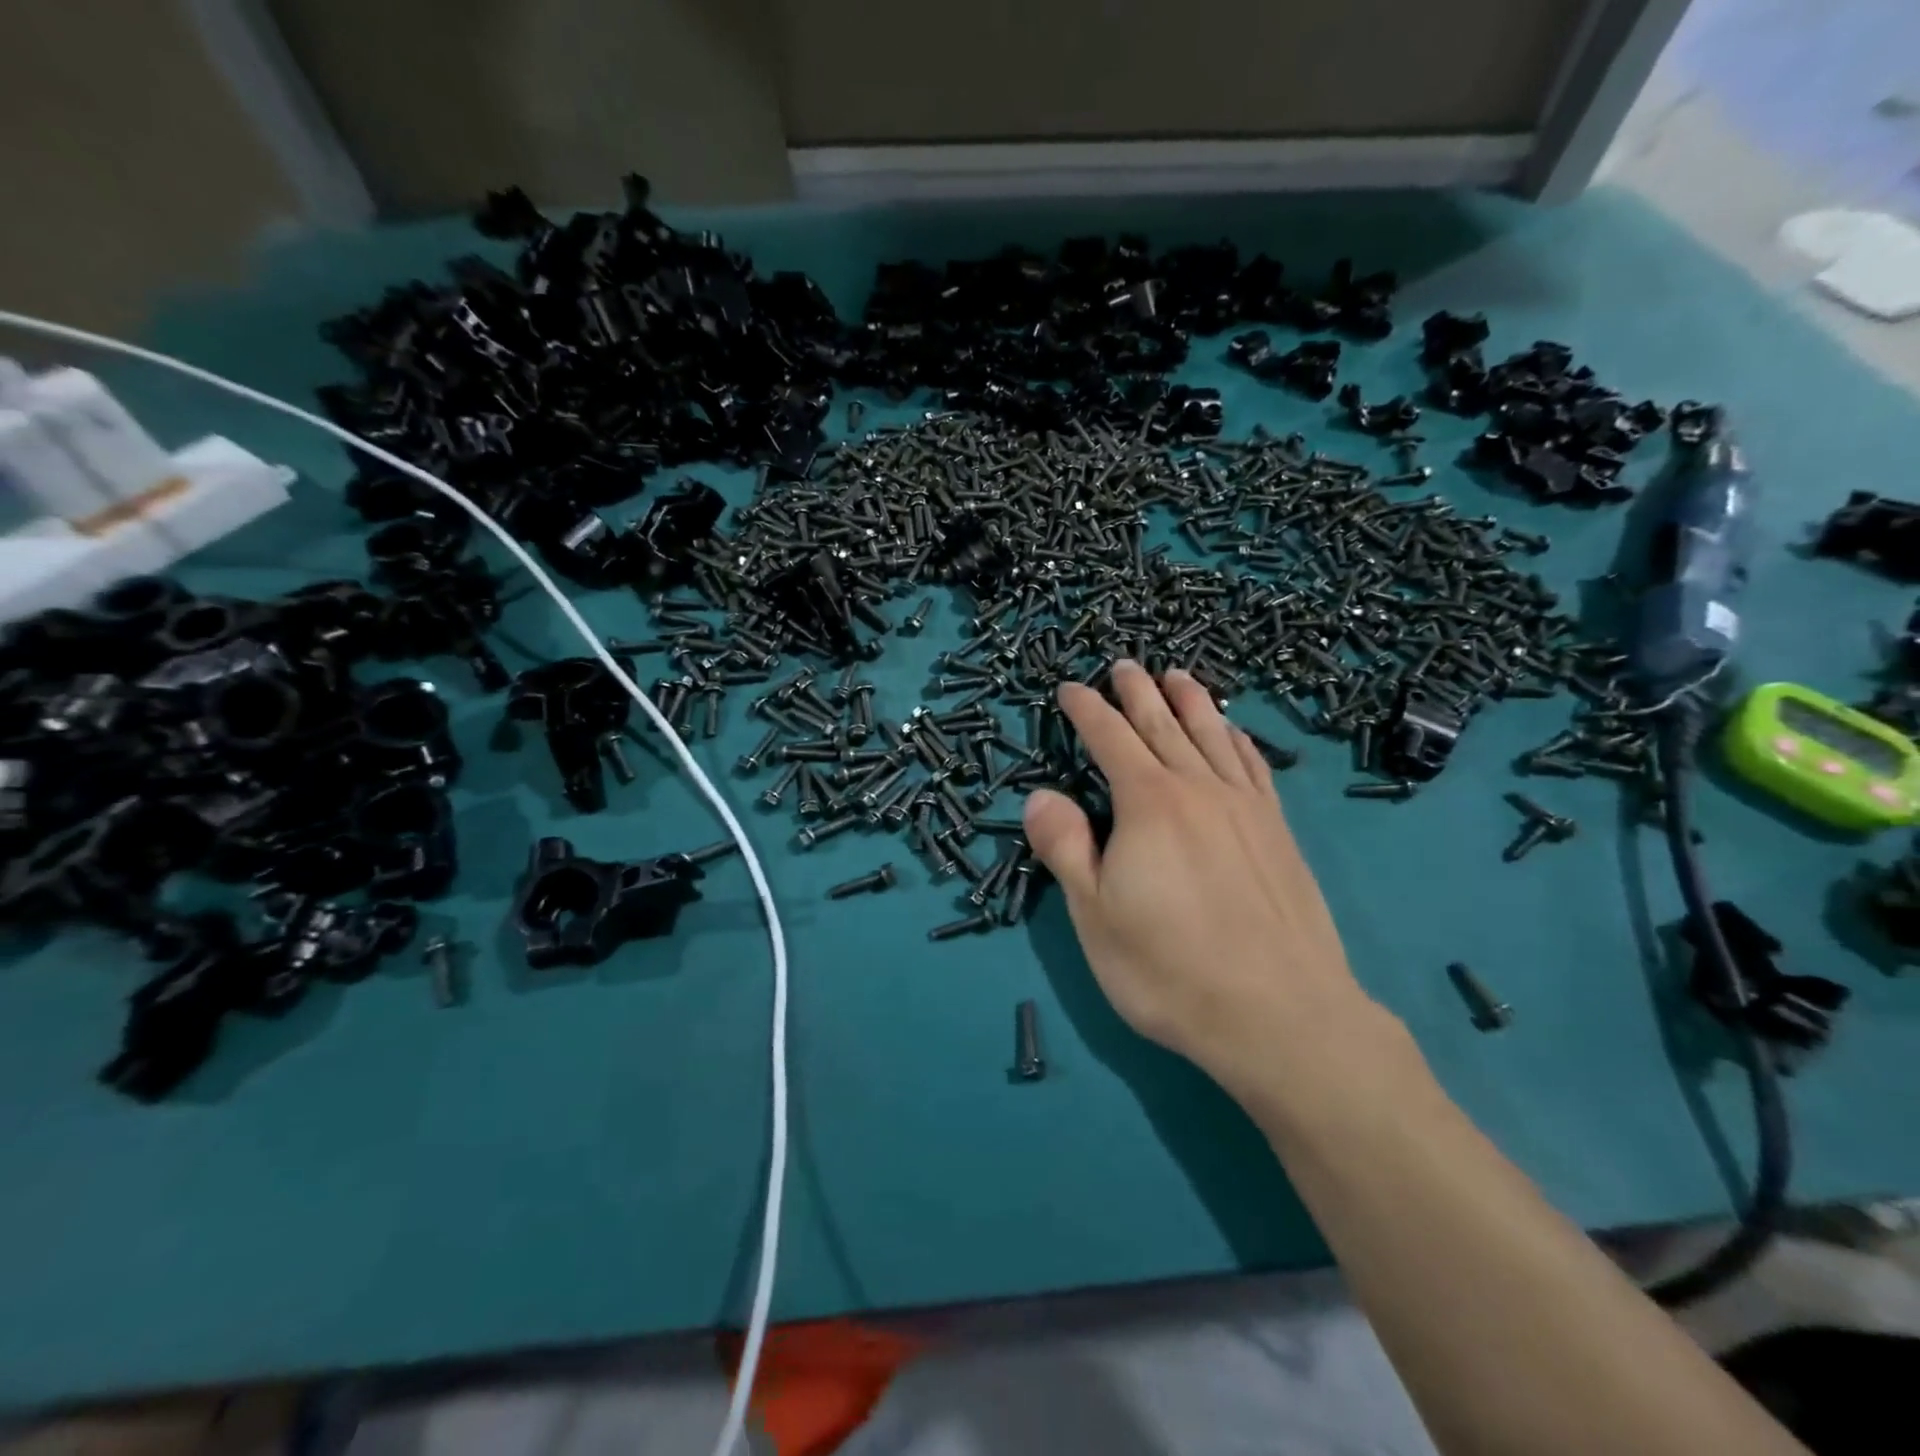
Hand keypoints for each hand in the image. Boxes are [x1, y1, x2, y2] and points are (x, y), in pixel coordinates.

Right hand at [1022, 661, 1387, 1105]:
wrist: (1281, 1015)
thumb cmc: (1169, 969)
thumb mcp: (1094, 915)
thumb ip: (1065, 848)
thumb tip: (1040, 795)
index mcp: (1147, 803)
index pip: (1110, 739)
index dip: (1087, 711)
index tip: (1071, 688)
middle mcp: (1198, 789)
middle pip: (1162, 725)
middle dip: (1138, 692)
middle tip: (1123, 665)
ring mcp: (1245, 808)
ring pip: (1212, 735)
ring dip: (1191, 701)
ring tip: (1177, 675)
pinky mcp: (1278, 832)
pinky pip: (1253, 766)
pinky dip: (1238, 739)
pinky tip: (1233, 733)